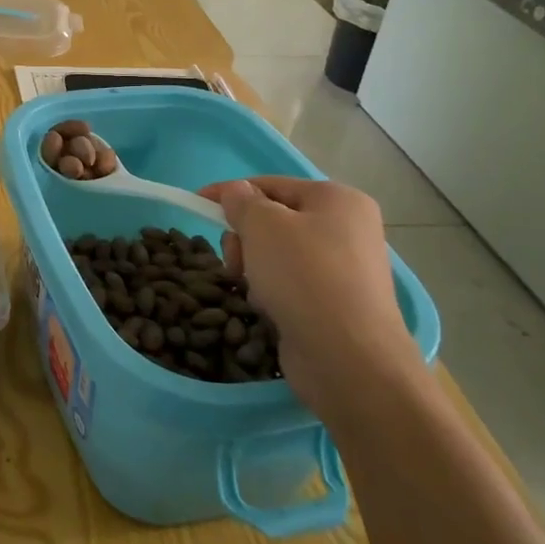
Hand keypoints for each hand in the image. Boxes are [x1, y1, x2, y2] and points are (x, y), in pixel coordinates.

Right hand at [199, 177, 422, 423]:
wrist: (349, 358)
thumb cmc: (305, 278)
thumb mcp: (262, 226)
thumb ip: (241, 201)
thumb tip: (236, 192)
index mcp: (337, 199)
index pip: (270, 184)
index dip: (230, 192)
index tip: (195, 204)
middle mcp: (346, 229)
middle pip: (273, 220)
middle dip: (244, 239)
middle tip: (236, 260)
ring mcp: (344, 269)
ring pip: (276, 254)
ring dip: (254, 268)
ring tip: (256, 291)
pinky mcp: (335, 304)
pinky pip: (289, 284)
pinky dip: (272, 293)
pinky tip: (270, 309)